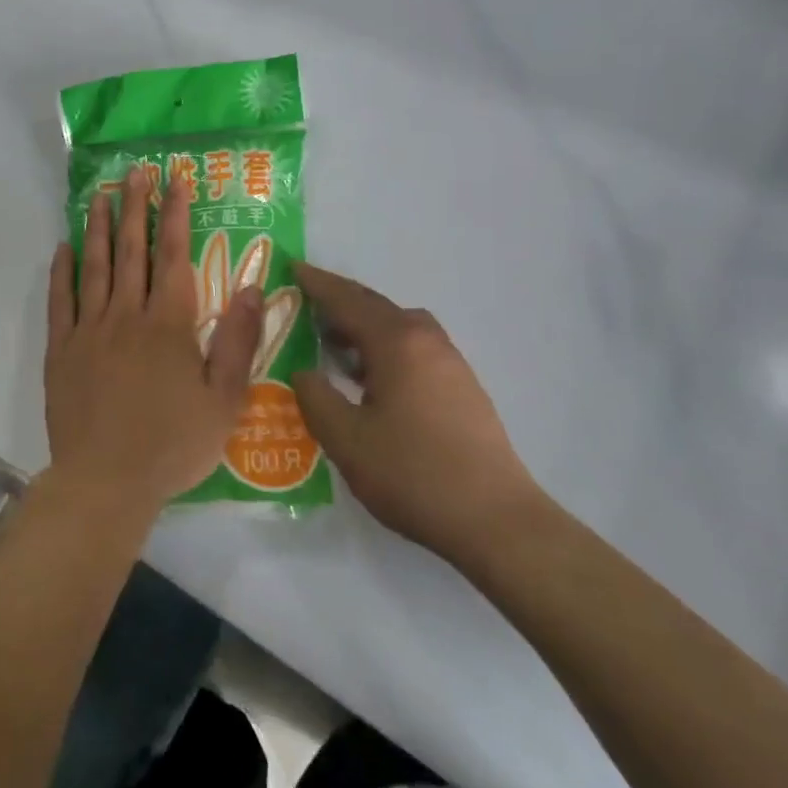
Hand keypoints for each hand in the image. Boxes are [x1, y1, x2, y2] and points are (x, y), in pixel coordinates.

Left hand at [46, 166, 263, 513]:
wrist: (106, 481)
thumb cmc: (172, 444)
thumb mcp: (224, 400)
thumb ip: (237, 341)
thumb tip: (253, 288)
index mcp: (168, 324)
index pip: (173, 255)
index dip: (175, 214)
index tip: (176, 180)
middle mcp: (126, 315)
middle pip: (132, 251)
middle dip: (135, 207)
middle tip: (134, 172)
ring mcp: (89, 330)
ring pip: (94, 267)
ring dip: (99, 228)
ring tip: (100, 196)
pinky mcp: (62, 350)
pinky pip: (60, 301)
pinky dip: (61, 272)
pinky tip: (63, 248)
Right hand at [291, 264, 542, 567]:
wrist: (496, 520)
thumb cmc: (413, 474)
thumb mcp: (346, 439)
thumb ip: (316, 398)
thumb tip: (304, 372)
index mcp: (396, 343)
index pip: (347, 300)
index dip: (316, 283)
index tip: (291, 266)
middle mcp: (425, 340)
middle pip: (375, 306)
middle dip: (339, 301)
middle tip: (304, 302)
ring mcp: (450, 362)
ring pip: (398, 327)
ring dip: (363, 326)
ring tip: (332, 343)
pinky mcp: (462, 386)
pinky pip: (413, 348)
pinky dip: (384, 347)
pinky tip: (370, 378)